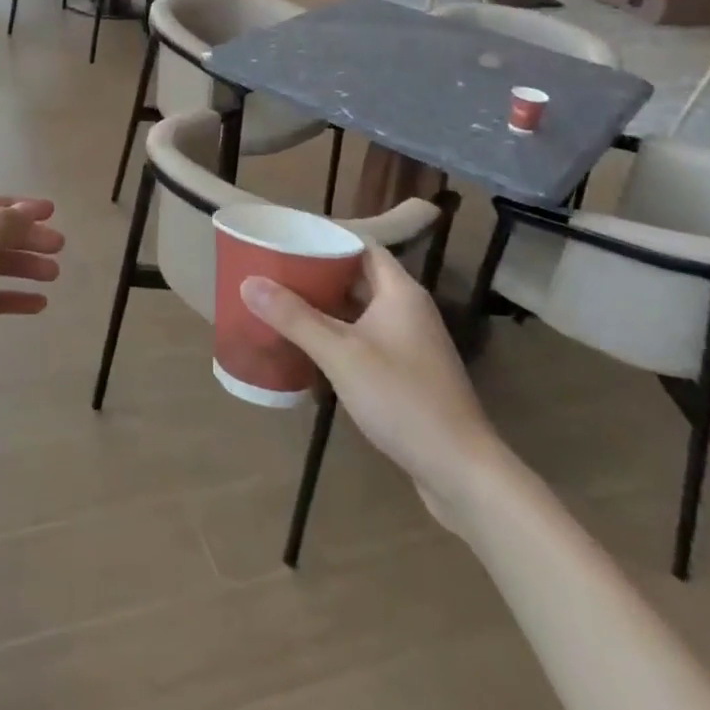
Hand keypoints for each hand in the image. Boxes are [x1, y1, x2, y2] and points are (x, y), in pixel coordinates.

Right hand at [241, 244, 509, 528]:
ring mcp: (410, 344)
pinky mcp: (407, 375)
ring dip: (326, 308)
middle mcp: (408, 310)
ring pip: (360, 311)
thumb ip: (294, 317)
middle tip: (275, 272)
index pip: (361, 245)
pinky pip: (365, 341)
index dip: (326, 238)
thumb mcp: (341, 354)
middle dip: (318, 274)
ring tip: (282, 304)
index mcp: (400, 291)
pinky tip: (308, 350)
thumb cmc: (402, 399)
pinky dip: (338, 338)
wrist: (461, 471)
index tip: (288, 238)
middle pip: (358, 277)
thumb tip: (248, 282)